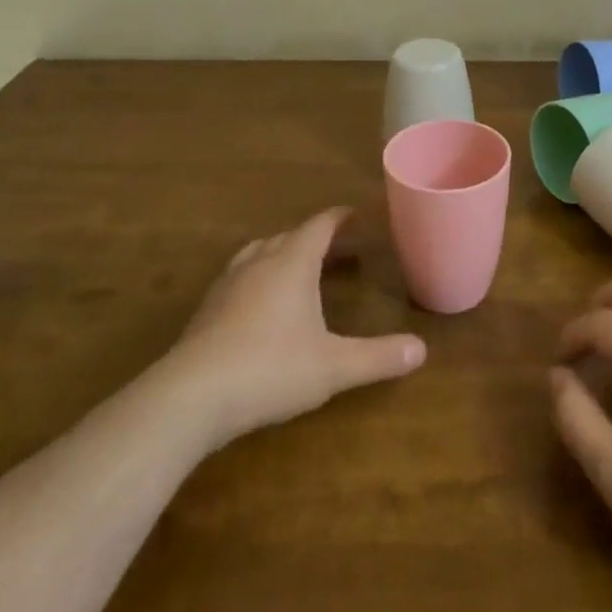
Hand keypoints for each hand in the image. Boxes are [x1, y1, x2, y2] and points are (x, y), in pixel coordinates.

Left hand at [175, 207, 425, 445]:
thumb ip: (378, 357)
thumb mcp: (333, 366)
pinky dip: (259, 277)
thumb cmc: (270, 370)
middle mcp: (259, 262)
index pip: (320, 225)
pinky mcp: (207, 310)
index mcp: (292, 262)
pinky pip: (240, 277)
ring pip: (260, 253)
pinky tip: (262, 305)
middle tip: (341, 249)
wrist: (190, 397)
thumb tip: (422, 350)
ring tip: (301, 269)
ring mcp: (228, 284)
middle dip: (317, 238)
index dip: (340, 217)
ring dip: (284, 254)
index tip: (357, 214)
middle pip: (291, 236)